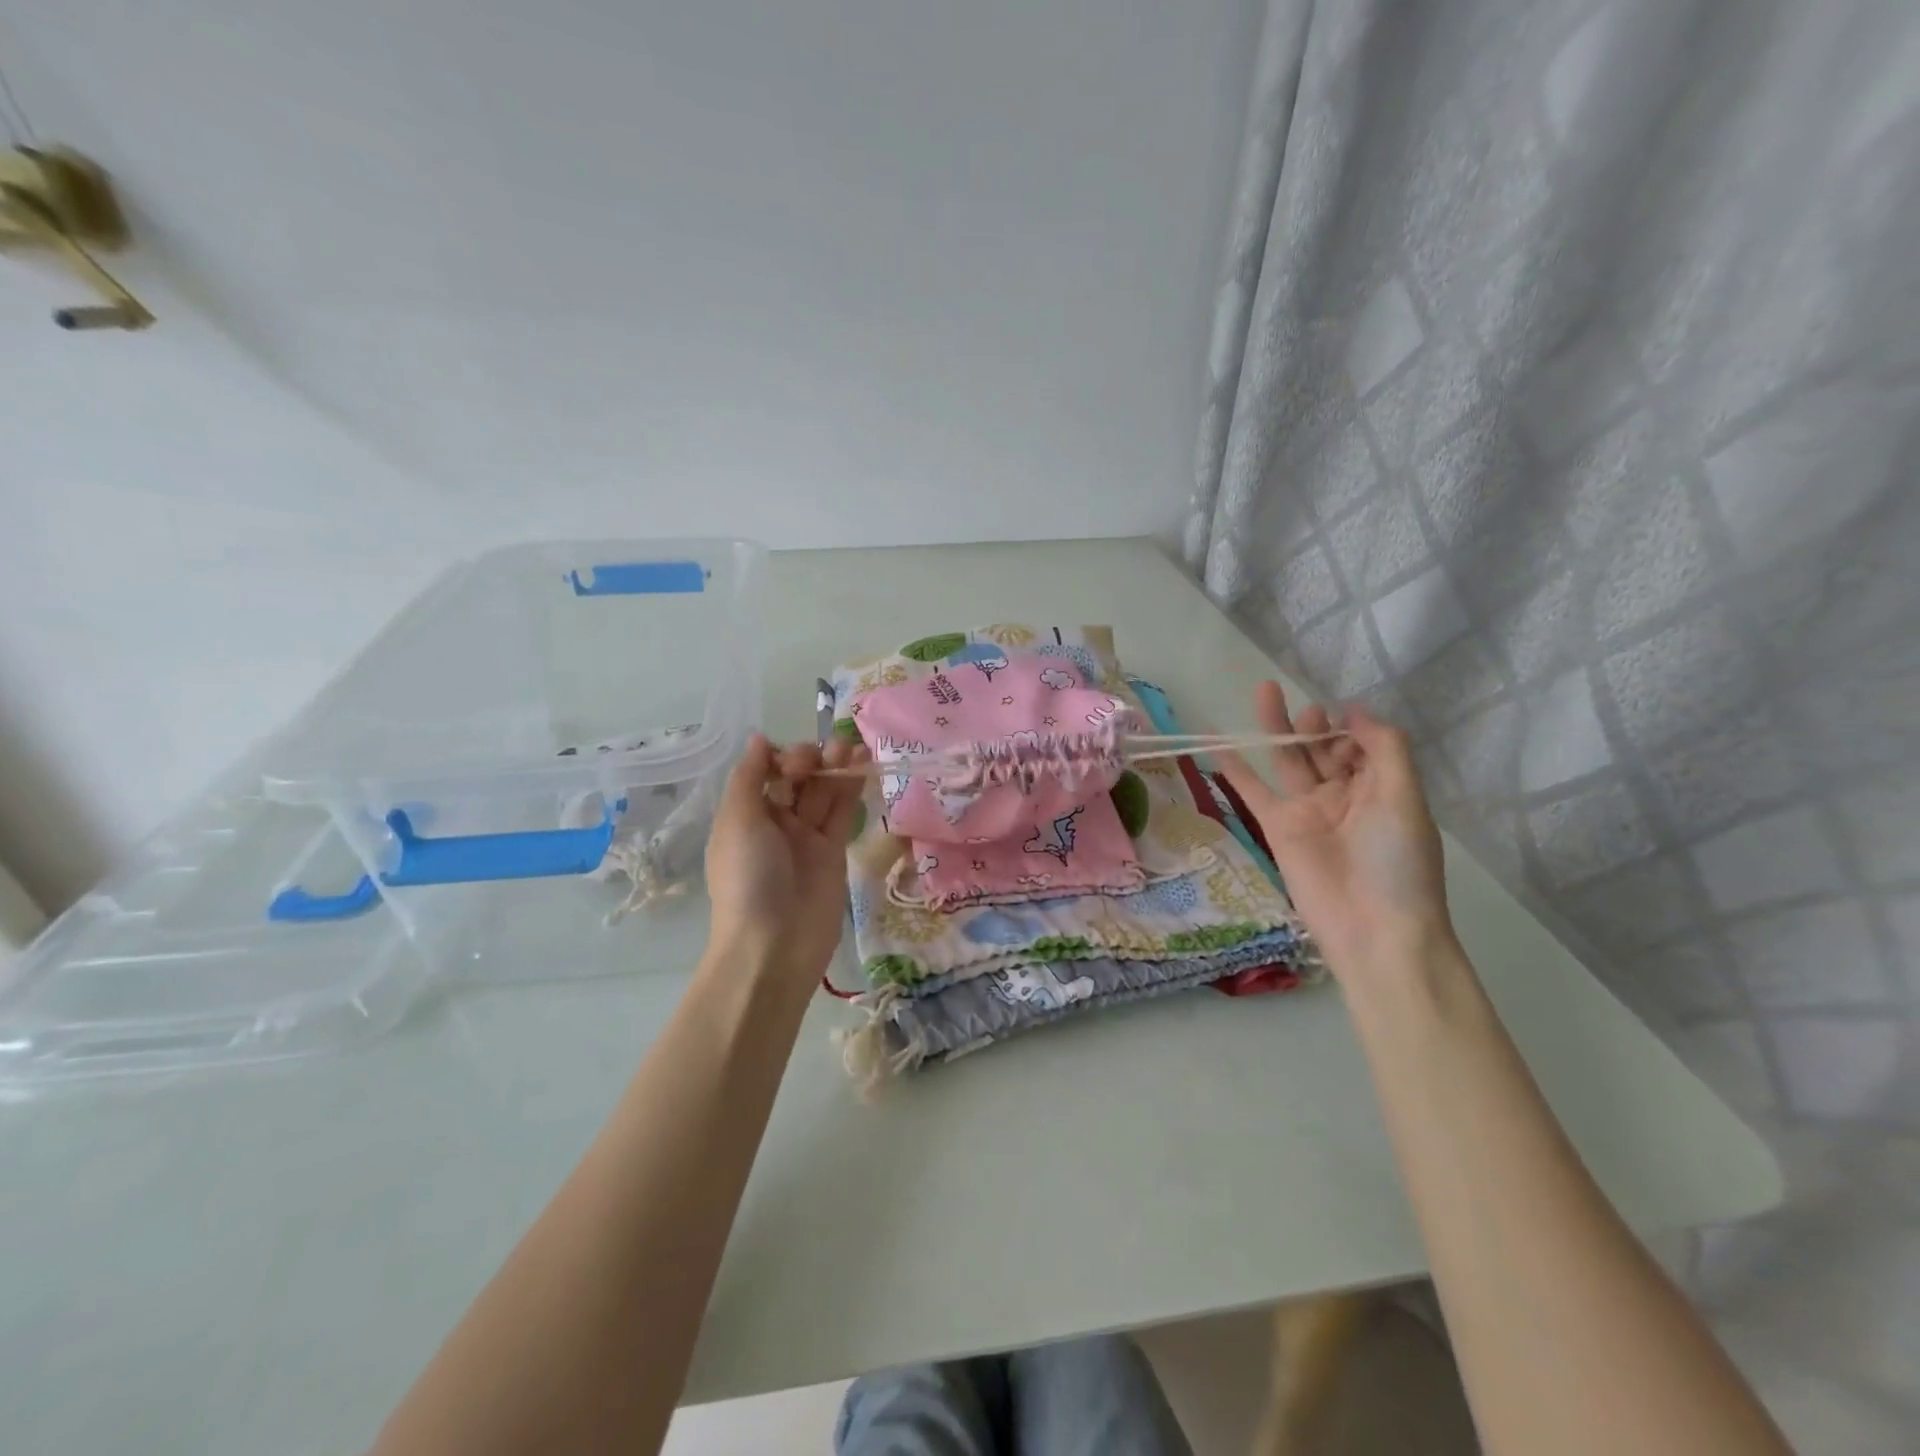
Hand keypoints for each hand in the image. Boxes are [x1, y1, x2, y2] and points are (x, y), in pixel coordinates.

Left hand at [704, 734, 866, 981]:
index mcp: (746, 814)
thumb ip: (750, 777)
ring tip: (853, 749)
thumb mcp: (737, 821)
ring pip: (823, 793)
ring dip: (836, 767)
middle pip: (797, 779)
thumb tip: (759, 739)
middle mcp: (775, 822)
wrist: (774, 945)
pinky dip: (852, 789)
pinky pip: (842, 813)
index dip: (783, 757)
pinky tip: (863, 766)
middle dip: (812, 759)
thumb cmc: (748, 878)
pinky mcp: (834, 852)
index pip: (767, 772)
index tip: (795, 760)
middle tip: (826, 755)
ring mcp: (806, 838)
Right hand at [1217, 682, 1453, 978]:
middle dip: (1313, 722)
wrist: (1372, 927)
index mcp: (1382, 788)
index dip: (1352, 727)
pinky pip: (1254, 793)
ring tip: (1264, 693)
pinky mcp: (1278, 828)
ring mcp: (1308, 811)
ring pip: (1288, 761)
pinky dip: (1238, 773)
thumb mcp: (1404, 797)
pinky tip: (1221, 748)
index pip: (1363, 745)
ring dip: (1277, 729)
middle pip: (1323, 748)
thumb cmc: (1397, 860)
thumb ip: (1384, 747)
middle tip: (1303, 705)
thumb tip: (1353, 711)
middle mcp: (1344, 795)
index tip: (1342, 715)